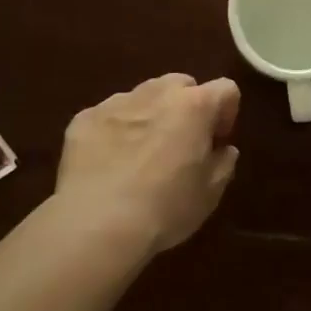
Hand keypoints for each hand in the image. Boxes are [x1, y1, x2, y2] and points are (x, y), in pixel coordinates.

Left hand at [54, 74, 240, 254]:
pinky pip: (109, 116)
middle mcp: (157, 93)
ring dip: (150, 115)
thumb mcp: (211, 193)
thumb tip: (222, 150)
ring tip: (141, 154)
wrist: (97, 225)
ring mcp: (117, 102)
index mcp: (194, 106)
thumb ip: (223, 162)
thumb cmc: (166, 208)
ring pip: (144, 97)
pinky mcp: (84, 119)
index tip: (217, 142)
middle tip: (181, 144)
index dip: (227, 114)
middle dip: (186, 107)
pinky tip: (109, 164)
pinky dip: (115, 131)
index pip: (226, 89)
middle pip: (181, 85)